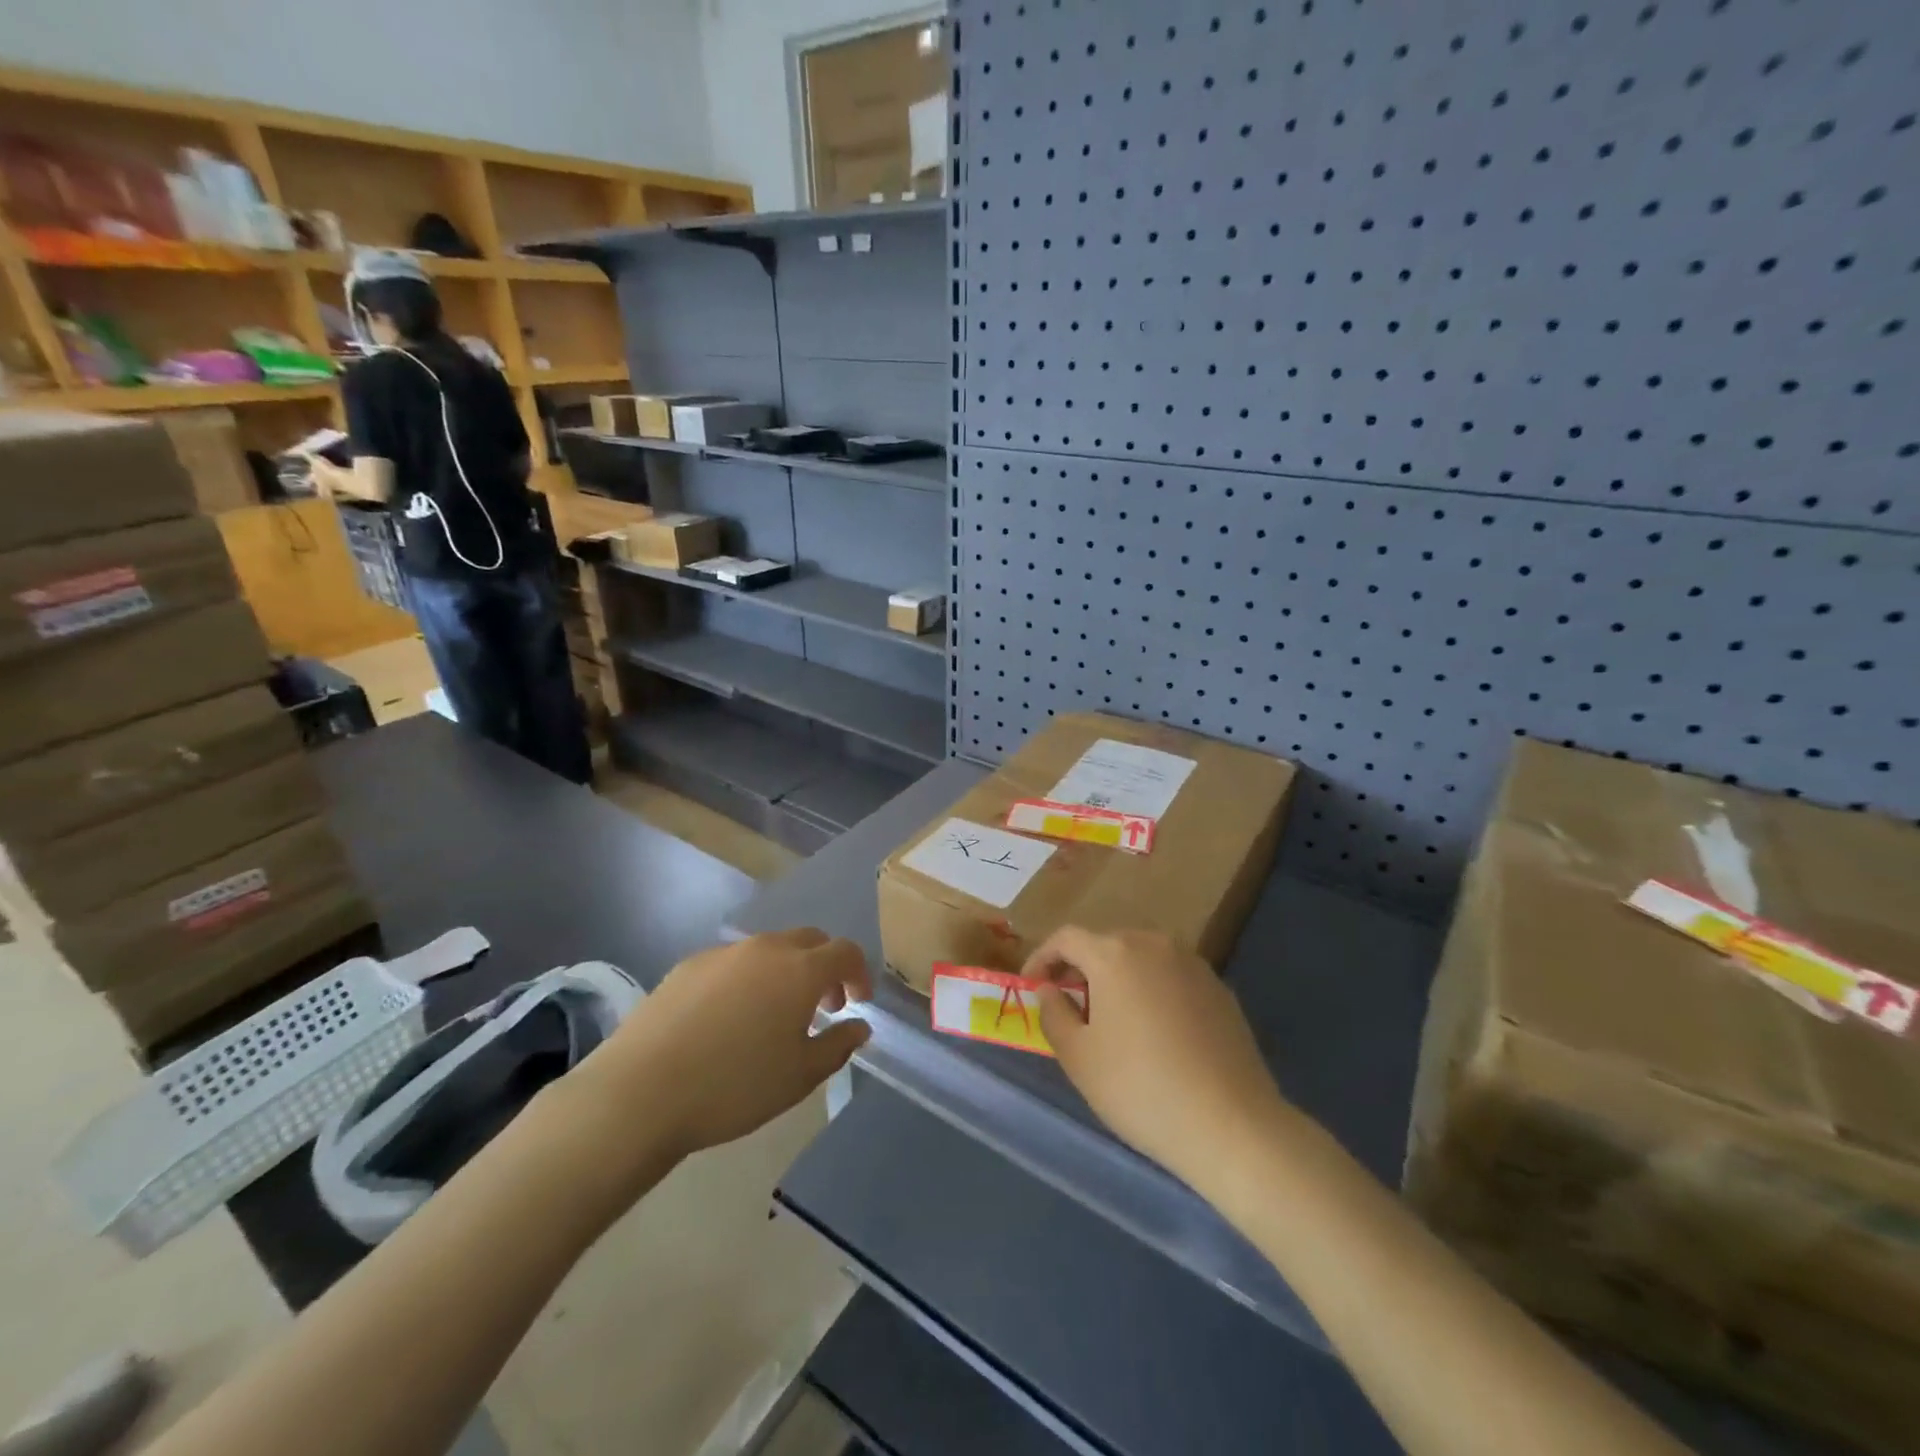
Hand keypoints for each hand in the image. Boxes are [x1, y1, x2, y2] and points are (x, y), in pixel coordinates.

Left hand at [572, 929, 870, 1162]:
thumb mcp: (800, 1077)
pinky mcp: (687, 966)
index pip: (845, 952)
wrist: (640, 1092)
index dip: (859, 974)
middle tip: (822, 1006)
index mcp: (799, 970)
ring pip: (769, 949)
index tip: (858, 1003)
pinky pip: (733, 963)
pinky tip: (729, 1020)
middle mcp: (765, 949)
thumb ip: (837, 1046)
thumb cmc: (734, 1087)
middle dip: (824, 967)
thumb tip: (859, 1026)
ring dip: (786, 972)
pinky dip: (748, 980)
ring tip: (775, 1016)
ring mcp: (723, 953)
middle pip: (809, 941)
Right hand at [1024, 927, 1288, 1190]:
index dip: (1042, 957)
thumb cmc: (1140, 1088)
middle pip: (1106, 945)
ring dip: (1119, 980)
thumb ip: (1053, 1014)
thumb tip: (1050, 990)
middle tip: (1070, 1007)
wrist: (1231, 1124)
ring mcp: (1193, 964)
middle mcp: (1155, 944)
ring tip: (1112, 1021)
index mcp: (1114, 953)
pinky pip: (1172, 978)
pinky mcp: (1220, 989)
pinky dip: (1153, 993)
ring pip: (1141, 960)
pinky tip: (1156, 1034)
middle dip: (1082, 969)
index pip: (1066, 938)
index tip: (1031, 986)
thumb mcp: (1078, 1057)